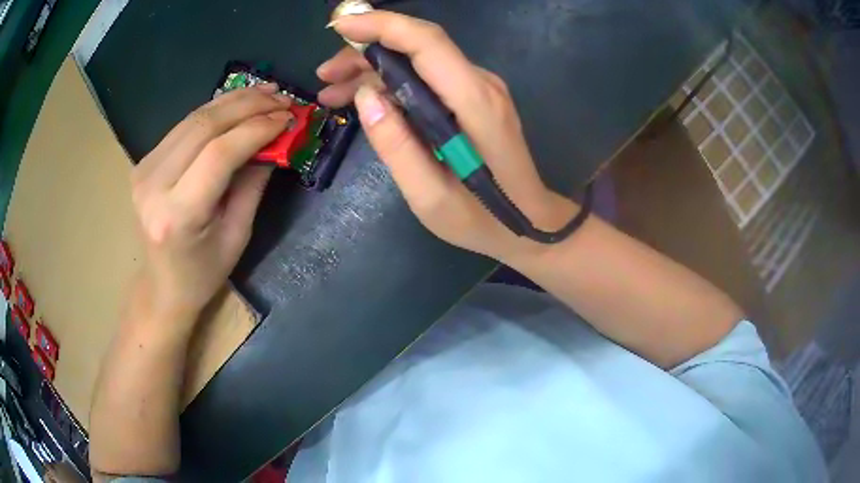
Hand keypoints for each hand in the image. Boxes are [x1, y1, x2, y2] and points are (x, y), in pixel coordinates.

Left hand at [130, 84, 292, 322]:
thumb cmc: (203, 273)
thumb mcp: (237, 235)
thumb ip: (253, 184)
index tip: (288, 117)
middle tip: (282, 98)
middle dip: (248, 105)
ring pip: (193, 118)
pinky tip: (237, 104)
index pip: (220, 154)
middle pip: (204, 127)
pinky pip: (184, 126)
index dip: (257, 128)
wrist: (161, 285)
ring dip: (232, 101)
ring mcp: (144, 170)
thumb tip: (275, 140)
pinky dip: (214, 111)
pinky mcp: (144, 162)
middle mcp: (154, 186)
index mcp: (178, 215)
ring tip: (265, 92)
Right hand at [318, 12, 578, 260]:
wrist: (530, 222)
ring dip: (374, 68)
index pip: (426, 42)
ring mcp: (480, 89)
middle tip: (325, 74)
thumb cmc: (481, 219)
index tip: (339, 26)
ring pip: (419, 59)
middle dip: (366, 50)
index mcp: (474, 102)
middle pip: (418, 46)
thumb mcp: (429, 196)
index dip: (382, 25)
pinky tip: (365, 99)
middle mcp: (480, 84)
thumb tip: (366, 96)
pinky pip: (428, 76)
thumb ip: (396, 146)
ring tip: (333, 92)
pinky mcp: (475, 98)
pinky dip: (393, 81)